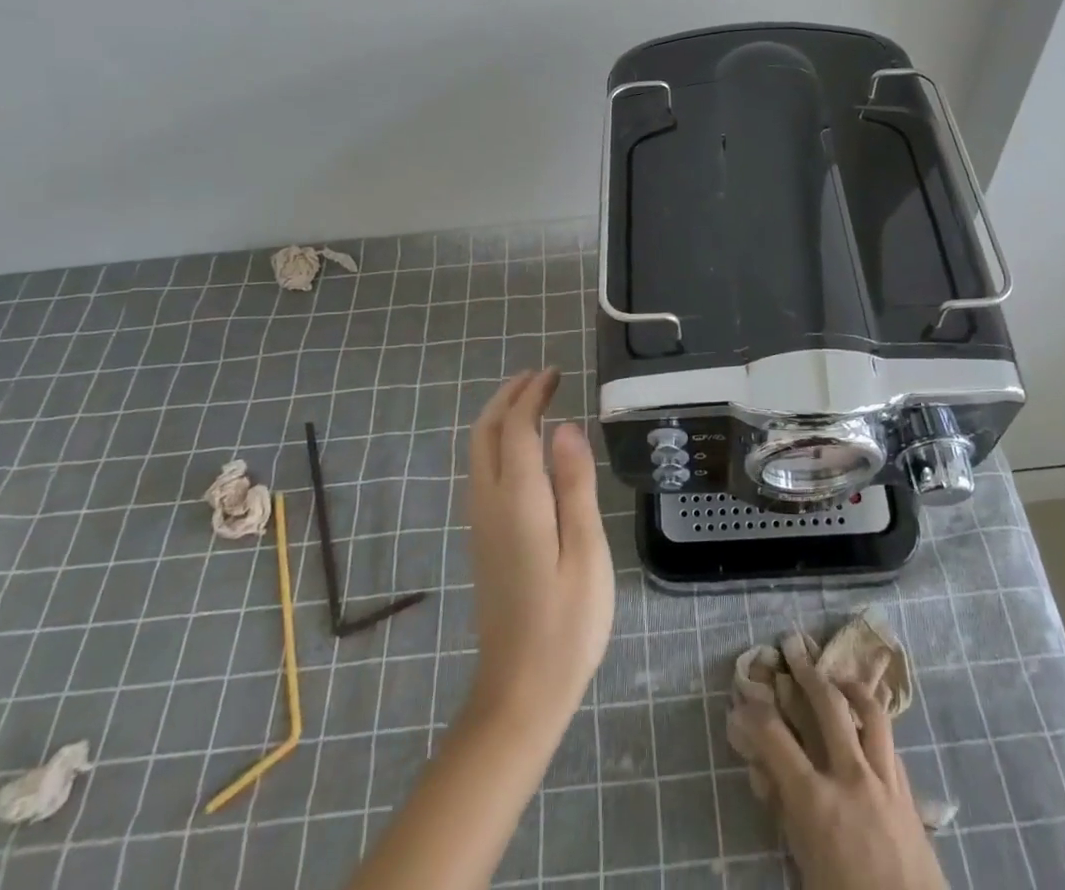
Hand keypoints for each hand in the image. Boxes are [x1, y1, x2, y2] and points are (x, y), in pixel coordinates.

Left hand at [464, 368, 614, 731]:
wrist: (519, 692)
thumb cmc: (567, 623)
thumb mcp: (586, 551)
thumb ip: (575, 485)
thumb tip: (566, 426)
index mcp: (518, 500)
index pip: (516, 427)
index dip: (533, 394)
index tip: (555, 373)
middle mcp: (489, 503)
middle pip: (485, 432)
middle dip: (509, 396)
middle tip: (541, 376)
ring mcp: (480, 522)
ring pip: (479, 451)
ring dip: (500, 416)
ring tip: (533, 400)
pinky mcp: (483, 539)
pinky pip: (482, 470)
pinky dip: (499, 441)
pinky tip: (523, 448)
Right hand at [729, 633, 947, 889]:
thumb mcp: (804, 867)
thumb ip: (785, 814)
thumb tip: (764, 771)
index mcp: (816, 801)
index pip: (774, 738)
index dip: (753, 713)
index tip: (741, 700)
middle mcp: (851, 777)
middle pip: (828, 705)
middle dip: (806, 673)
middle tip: (793, 652)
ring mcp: (885, 781)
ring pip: (871, 712)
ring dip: (851, 687)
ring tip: (838, 677)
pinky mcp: (909, 793)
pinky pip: (891, 745)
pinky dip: (875, 728)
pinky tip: (867, 727)